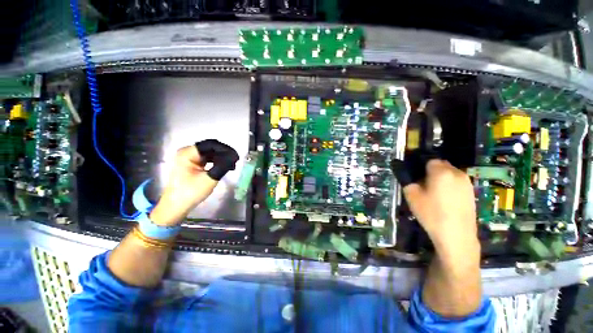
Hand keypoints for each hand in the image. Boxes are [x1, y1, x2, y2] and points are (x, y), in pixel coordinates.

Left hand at [149, 140, 238, 225]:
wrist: (175, 206)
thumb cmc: (190, 193)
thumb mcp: (209, 179)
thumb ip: (223, 165)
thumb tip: (234, 156)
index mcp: (188, 153)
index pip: (211, 144)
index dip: (225, 149)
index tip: (236, 157)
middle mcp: (187, 152)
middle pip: (210, 148)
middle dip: (224, 154)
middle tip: (235, 162)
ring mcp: (188, 158)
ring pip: (210, 153)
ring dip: (221, 158)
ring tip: (232, 165)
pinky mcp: (191, 164)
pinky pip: (207, 159)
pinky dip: (216, 162)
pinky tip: (224, 167)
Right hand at [394, 159, 478, 256]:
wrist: (456, 235)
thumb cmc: (431, 214)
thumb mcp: (411, 196)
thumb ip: (408, 180)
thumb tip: (407, 173)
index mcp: (441, 171)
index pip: (429, 159)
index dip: (419, 166)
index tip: (414, 176)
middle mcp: (457, 173)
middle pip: (441, 164)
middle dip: (430, 171)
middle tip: (422, 184)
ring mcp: (467, 182)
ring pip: (449, 173)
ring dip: (440, 177)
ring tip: (433, 192)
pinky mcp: (471, 192)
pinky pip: (457, 182)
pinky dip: (449, 185)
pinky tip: (444, 199)